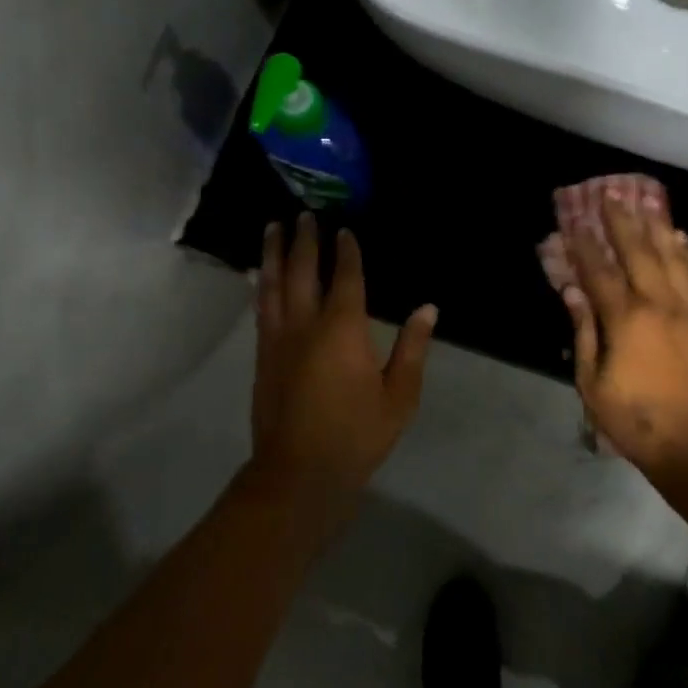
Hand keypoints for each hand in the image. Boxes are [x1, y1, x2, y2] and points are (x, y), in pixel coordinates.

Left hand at [251, 214, 436, 508]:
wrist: (298, 473)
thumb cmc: (356, 435)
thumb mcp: (399, 397)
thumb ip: (412, 349)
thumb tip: (428, 309)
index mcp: (342, 329)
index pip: (346, 278)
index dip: (347, 251)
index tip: (344, 229)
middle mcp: (305, 324)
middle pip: (303, 271)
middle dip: (305, 240)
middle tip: (304, 213)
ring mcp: (278, 339)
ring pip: (274, 284)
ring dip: (275, 253)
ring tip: (273, 227)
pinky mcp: (262, 356)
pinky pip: (261, 308)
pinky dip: (261, 284)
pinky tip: (260, 274)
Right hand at [563, 186, 687, 473]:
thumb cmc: (636, 419)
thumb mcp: (592, 382)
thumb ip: (583, 332)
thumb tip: (572, 292)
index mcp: (625, 319)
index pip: (599, 271)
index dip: (584, 243)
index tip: (573, 217)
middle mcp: (658, 304)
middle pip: (637, 252)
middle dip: (621, 221)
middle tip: (611, 192)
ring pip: (670, 257)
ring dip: (655, 226)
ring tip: (645, 199)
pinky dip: (685, 253)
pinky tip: (679, 236)